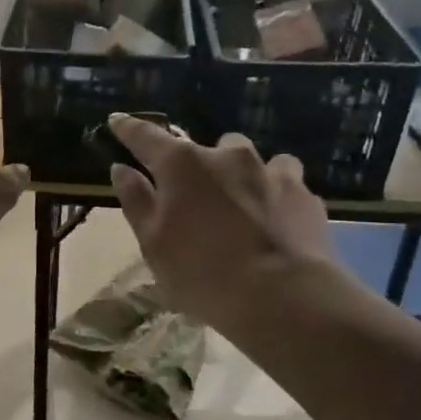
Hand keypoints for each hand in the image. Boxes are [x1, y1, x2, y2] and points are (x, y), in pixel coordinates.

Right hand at [107, 115, 342, 324]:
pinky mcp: (304, 195)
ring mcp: (271, 171)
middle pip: (206, 148)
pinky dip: (274, 196)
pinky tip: (274, 222)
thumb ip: (136, 201)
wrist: (283, 297)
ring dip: (241, 176)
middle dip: (199, 166)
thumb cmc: (202, 273)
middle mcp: (227, 156)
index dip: (128, 129)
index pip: (146, 137)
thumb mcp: (153, 244)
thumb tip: (121, 169)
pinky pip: (285, 184)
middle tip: (194, 199)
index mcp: (182, 165)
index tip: (116, 122)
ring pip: (251, 161)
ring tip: (241, 205)